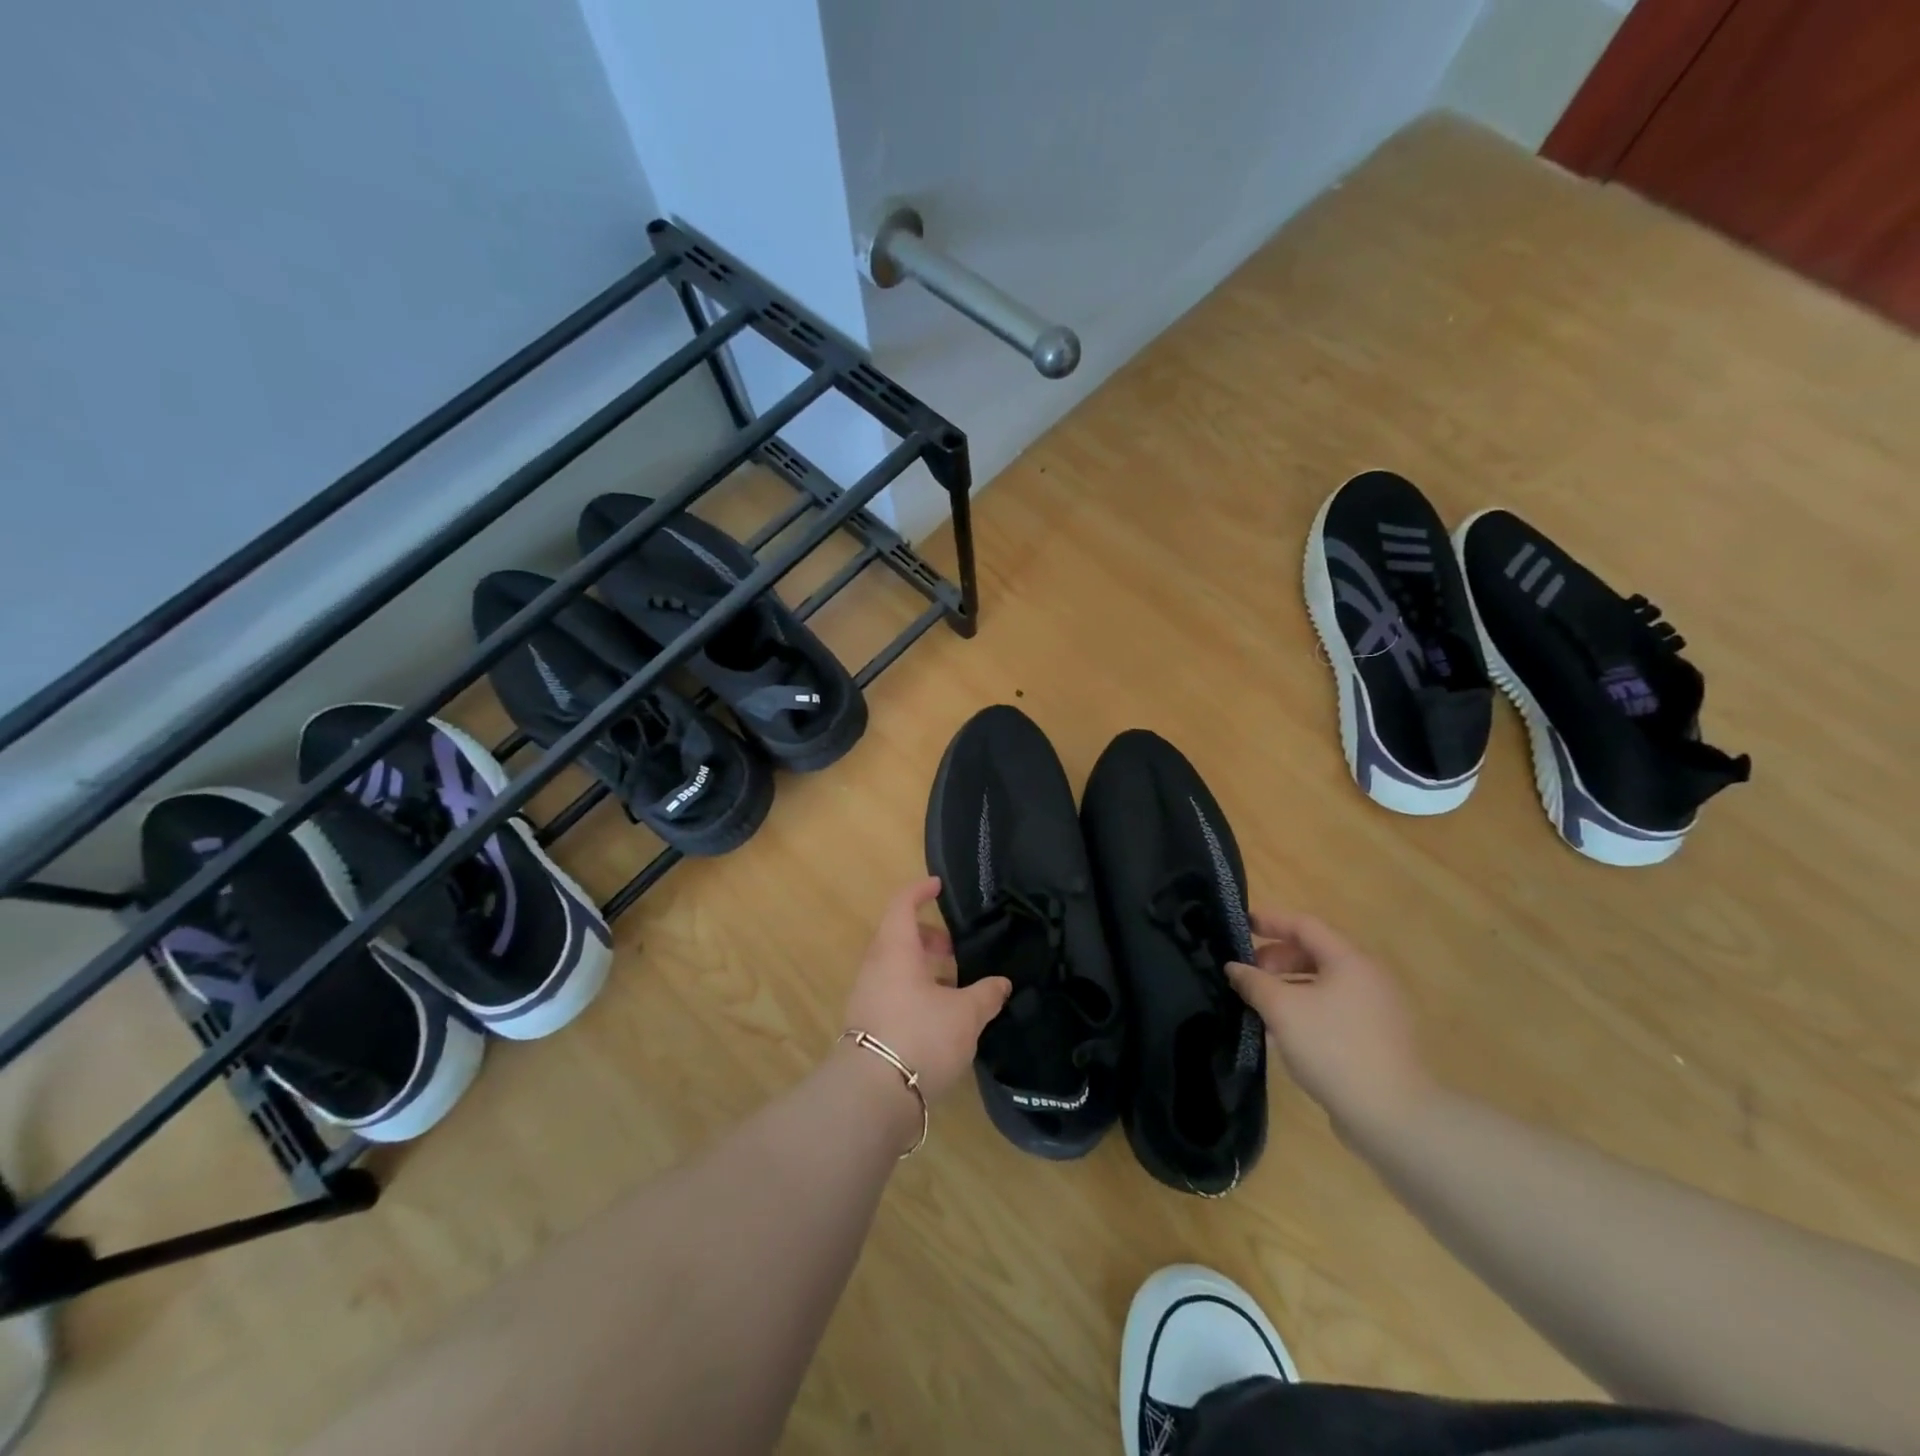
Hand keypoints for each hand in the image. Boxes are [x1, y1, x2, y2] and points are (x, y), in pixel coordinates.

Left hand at [842, 877, 1010, 1103]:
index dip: (920, 891)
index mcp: (895, 949)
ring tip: (956, 989)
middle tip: (956, 951)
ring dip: (925, 970)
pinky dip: (916, 993)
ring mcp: (868, 996)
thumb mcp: (965, 1015)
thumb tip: (1002, 983)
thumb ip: (985, 995)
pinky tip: (941, 1019)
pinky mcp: (868, 1024)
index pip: (903, 904)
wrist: (872, 1095)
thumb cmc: (920, 1036)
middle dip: (929, 938)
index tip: (939, 886)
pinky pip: (893, 993)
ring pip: (897, 968)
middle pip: (900, 937)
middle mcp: (876, 966)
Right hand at [1226, 910, 1434, 1135]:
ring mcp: (1378, 1010)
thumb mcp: (1282, 1009)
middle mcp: (1369, 978)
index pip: (1305, 925)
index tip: (1241, 925)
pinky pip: (1335, 1009)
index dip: (1270, 921)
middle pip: (1316, 953)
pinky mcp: (1379, 1039)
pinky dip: (1307, 1008)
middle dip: (1277, 958)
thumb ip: (1254, 982)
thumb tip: (1235, 968)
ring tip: (1260, 1004)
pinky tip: (1286, 1031)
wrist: (1393, 1117)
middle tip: (1247, 974)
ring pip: (1325, 983)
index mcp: (1350, 961)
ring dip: (1289, 986)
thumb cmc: (1333, 1048)